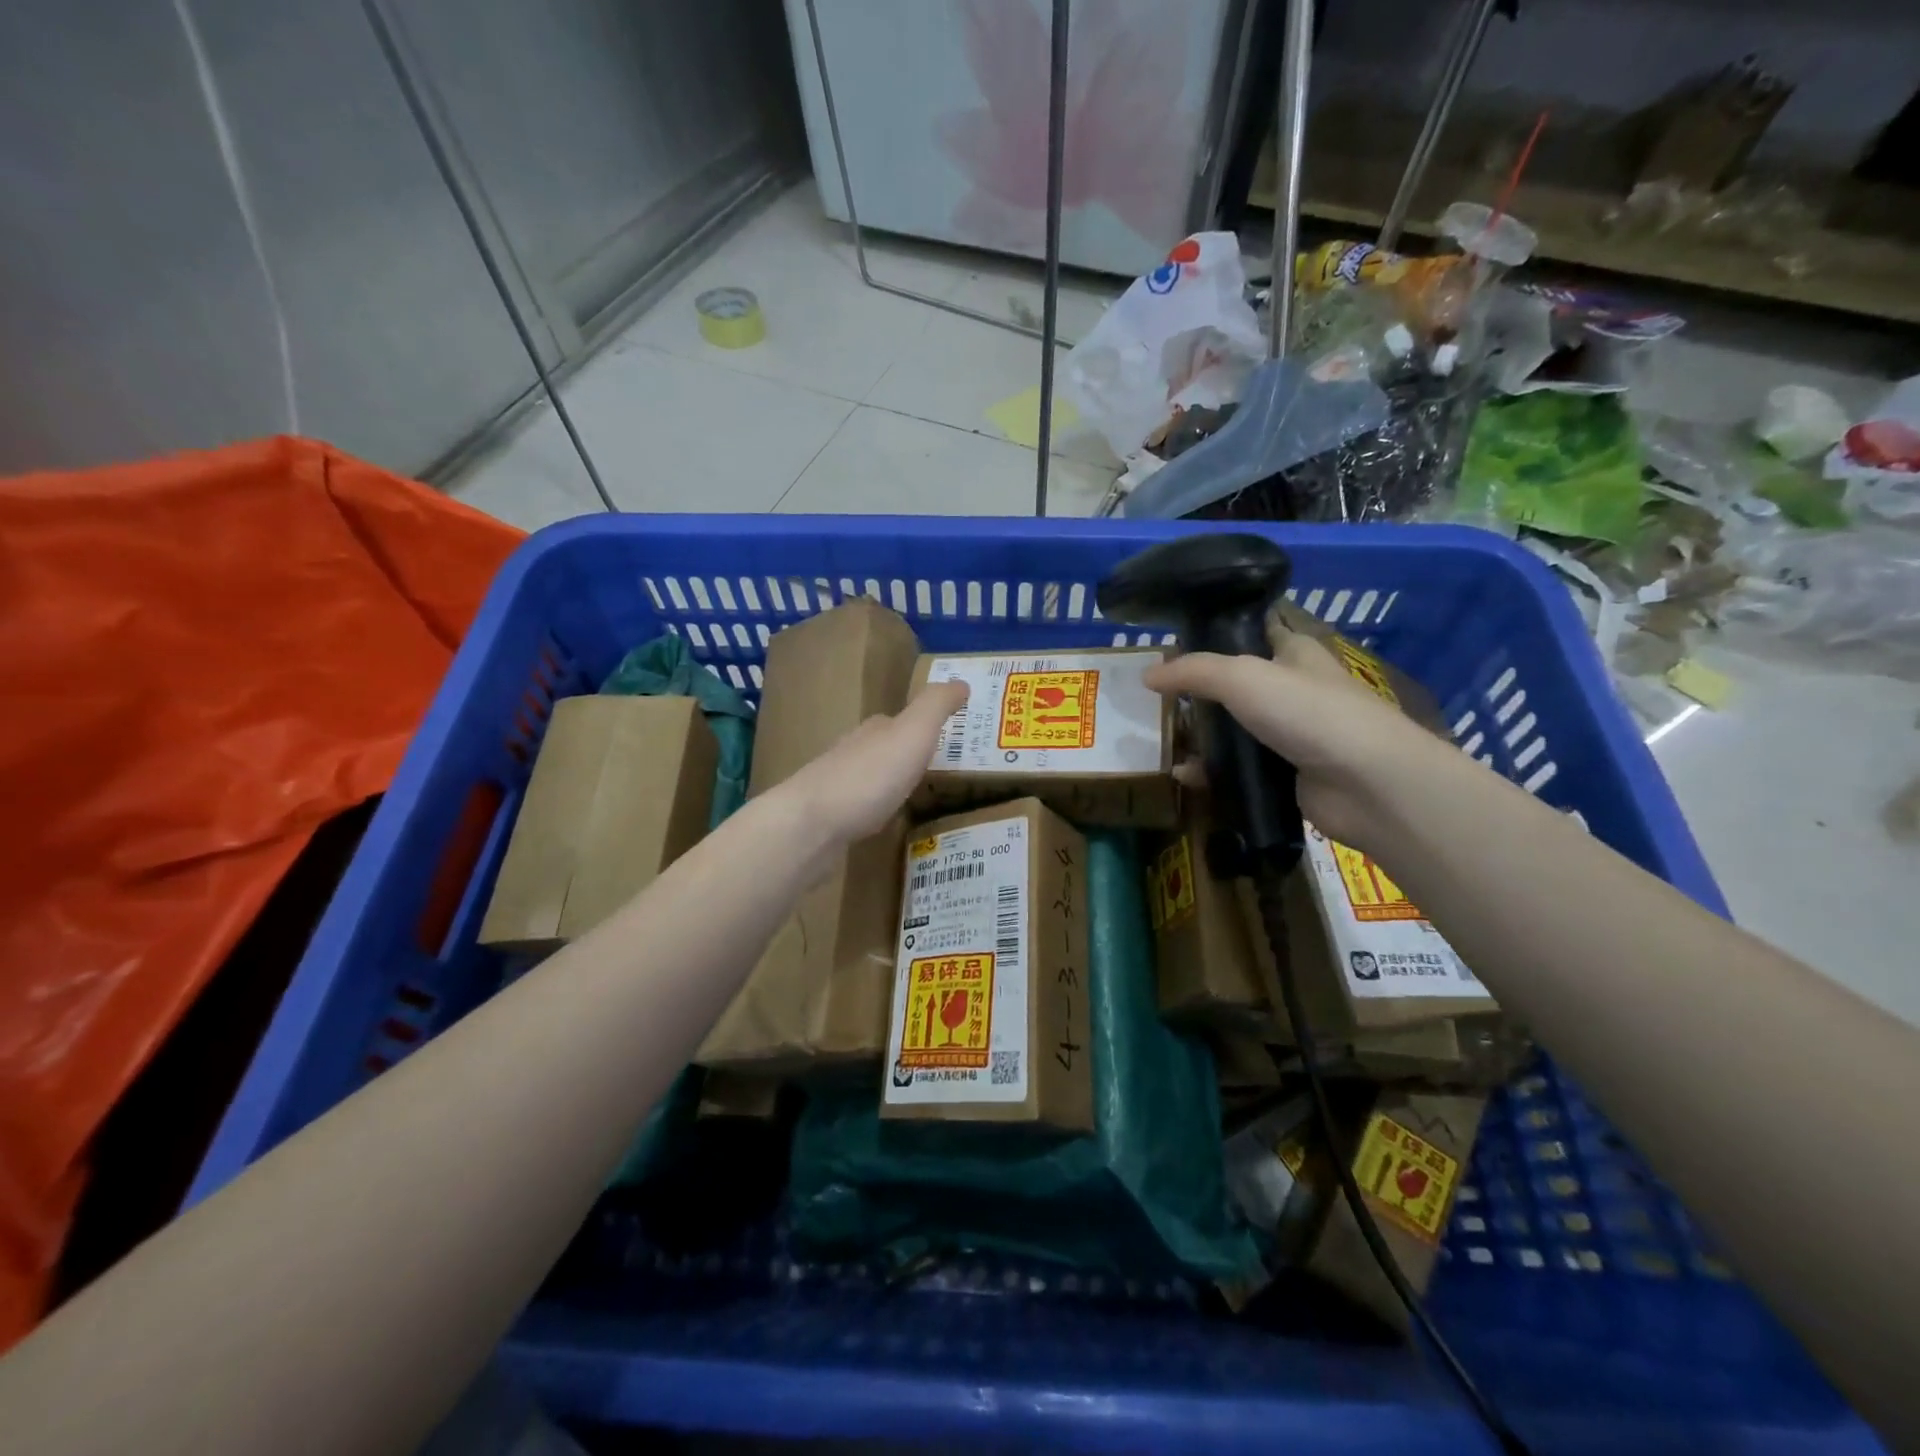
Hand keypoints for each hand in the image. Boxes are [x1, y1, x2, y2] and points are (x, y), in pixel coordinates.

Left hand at [778, 680, 968, 845]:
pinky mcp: (829, 818)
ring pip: (870, 778)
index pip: (899, 720)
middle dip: (906, 756)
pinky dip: (875, 810)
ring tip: (917, 797)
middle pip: (882, 748)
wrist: (811, 824)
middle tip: (939, 769)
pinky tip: (884, 822)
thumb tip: (961, 681)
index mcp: (874, 731)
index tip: (947, 737)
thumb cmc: (869, 776)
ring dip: (890, 783)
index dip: (922, 727)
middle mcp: (852, 752)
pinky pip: (859, 808)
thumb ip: (935, 706)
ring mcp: (837, 786)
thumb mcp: (913, 733)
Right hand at [1144, 633, 1439, 850]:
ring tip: (1162, 741)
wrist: (1367, 783)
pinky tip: (1186, 776)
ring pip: (1234, 730)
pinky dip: (1212, 772)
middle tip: (1157, 701)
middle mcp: (1293, 689)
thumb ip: (1192, 672)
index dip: (1215, 635)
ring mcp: (1291, 735)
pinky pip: (1239, 769)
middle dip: (1197, 693)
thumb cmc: (1308, 712)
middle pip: (1235, 685)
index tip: (1173, 646)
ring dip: (1201, 737)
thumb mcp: (1241, 677)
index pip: (1252, 632)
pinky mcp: (1286, 775)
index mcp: (1293, 652)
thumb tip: (1147, 675)